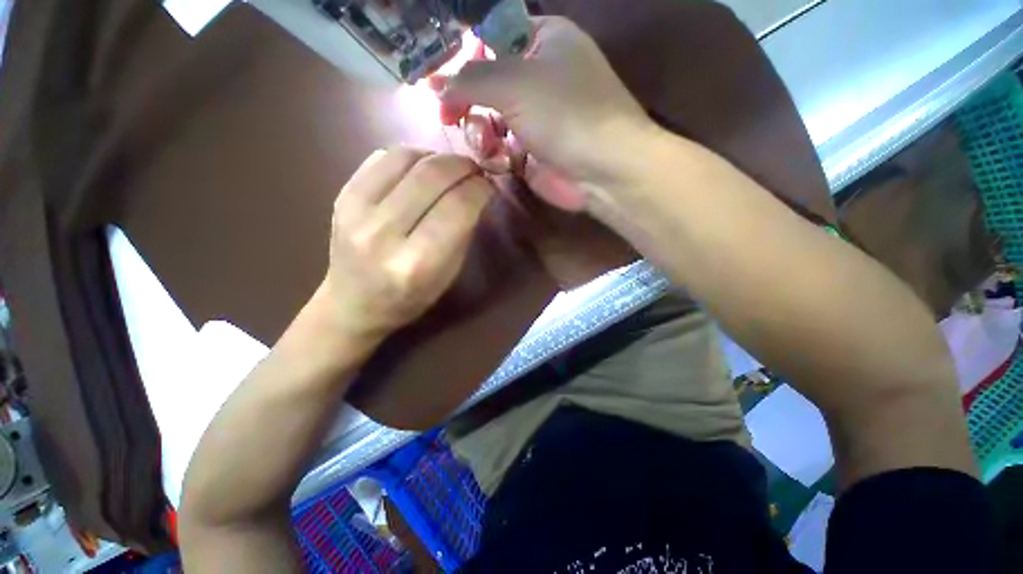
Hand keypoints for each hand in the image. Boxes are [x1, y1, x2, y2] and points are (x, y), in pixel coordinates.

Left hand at [321, 148, 493, 339]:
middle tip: (475, 170)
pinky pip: (382, 157)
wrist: (353, 303)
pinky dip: (411, 156)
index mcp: (417, 263)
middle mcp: (384, 233)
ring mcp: (356, 211)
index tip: (489, 186)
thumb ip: (463, 231)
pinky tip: (421, 169)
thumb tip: (476, 189)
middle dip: (462, 165)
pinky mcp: (341, 195)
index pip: (458, 207)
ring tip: (449, 168)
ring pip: (406, 157)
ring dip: (437, 156)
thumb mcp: (448, 274)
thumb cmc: (410, 297)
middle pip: (432, 175)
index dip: (480, 188)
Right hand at [437, 17, 654, 210]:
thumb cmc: (565, 112)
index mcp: (543, 39)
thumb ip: (469, 79)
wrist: (603, 169)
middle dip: (468, 101)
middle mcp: (539, 75)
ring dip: (481, 131)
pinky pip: (502, 144)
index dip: (463, 54)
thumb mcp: (513, 82)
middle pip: (487, 81)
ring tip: (487, 144)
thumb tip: (434, 83)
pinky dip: (495, 152)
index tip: (439, 78)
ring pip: (491, 117)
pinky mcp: (534, 150)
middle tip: (449, 117)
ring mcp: (536, 116)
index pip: (491, 36)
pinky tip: (499, 160)